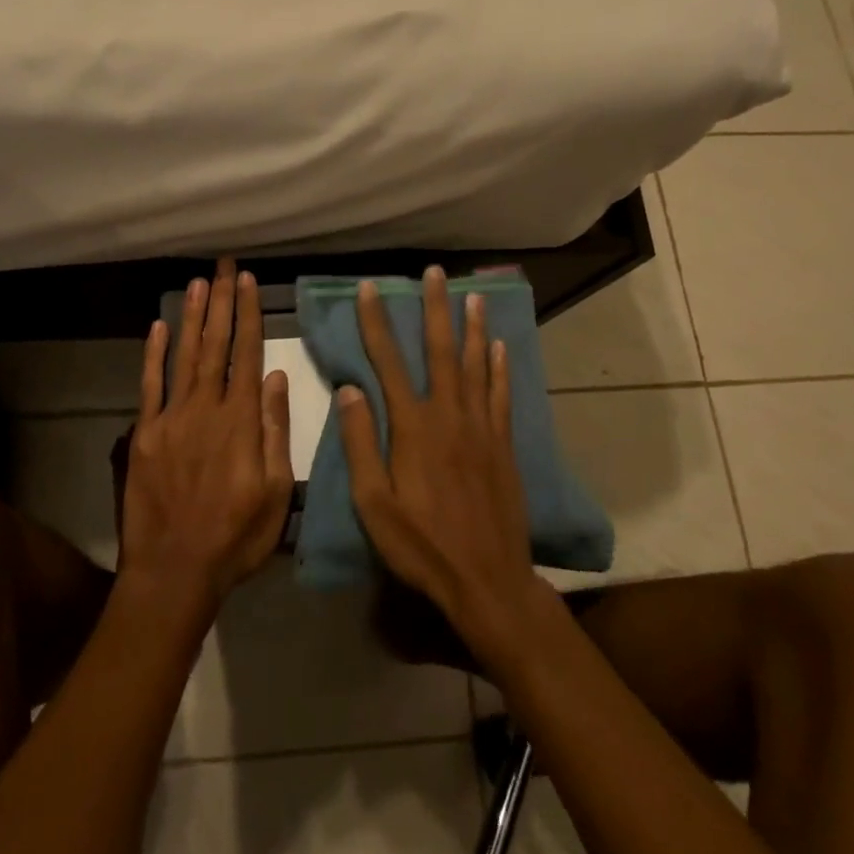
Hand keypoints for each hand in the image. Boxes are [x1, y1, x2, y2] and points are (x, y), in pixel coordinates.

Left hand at [118, 259, 293, 617]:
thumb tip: (278, 377)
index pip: (247, 353)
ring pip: (185, 355)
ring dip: (193, 317)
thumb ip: (276, 430)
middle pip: (216, 344)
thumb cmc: (236, 537)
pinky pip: (149, 385)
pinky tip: (159, 326)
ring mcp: (171, 418)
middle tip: (222, 266)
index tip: (247, 281)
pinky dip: (154, 354)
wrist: (174, 571)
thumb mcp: (276, 491)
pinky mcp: (145, 433)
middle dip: (220, 301)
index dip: (247, 314)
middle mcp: (206, 408)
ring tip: (198, 283)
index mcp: (241, 421)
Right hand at [339, 268, 548, 652]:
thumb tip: (349, 389)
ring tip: (473, 296)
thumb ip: (361, 443)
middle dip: (435, 309)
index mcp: (413, 427)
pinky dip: (500, 368)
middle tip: (434, 273)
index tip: (369, 289)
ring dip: (473, 328)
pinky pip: (501, 396)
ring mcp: (481, 428)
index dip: (376, 322)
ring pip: (476, 365)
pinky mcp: (504, 445)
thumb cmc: (421, 545)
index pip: (388, 362)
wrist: (488, 580)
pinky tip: (500, 348)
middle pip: (440, 351)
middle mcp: (449, 416)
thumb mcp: (373, 503)